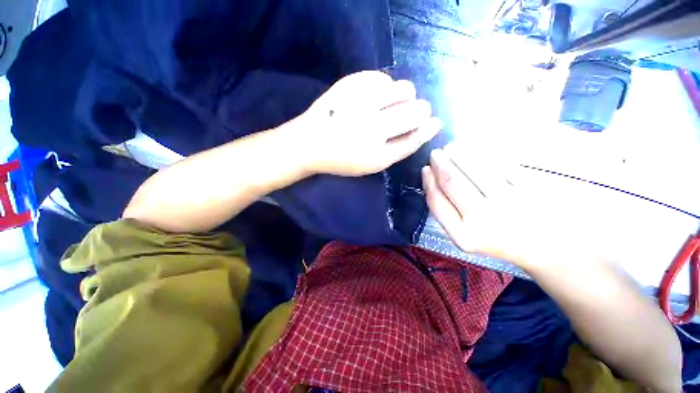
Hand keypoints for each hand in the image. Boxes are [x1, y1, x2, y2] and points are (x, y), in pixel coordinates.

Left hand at [295, 71, 441, 176]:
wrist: (309, 143)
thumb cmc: (343, 158)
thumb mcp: (374, 163)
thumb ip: (402, 146)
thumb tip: (431, 125)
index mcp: (377, 154)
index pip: (416, 136)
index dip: (428, 128)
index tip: (433, 122)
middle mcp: (372, 127)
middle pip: (417, 110)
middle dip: (419, 111)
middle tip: (405, 116)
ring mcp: (361, 102)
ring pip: (405, 88)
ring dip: (404, 97)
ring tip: (388, 105)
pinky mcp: (349, 84)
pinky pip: (383, 77)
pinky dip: (384, 87)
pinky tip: (373, 97)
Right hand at [422, 144, 556, 269]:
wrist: (546, 248)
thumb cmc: (497, 239)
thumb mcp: (464, 235)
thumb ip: (445, 210)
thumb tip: (430, 175)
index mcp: (463, 235)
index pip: (436, 200)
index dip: (428, 181)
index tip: (426, 168)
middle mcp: (482, 220)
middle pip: (452, 181)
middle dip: (440, 162)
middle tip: (436, 153)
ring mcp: (507, 203)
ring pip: (473, 168)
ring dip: (458, 152)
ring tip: (452, 146)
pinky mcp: (529, 188)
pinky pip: (499, 164)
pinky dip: (483, 152)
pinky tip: (475, 147)